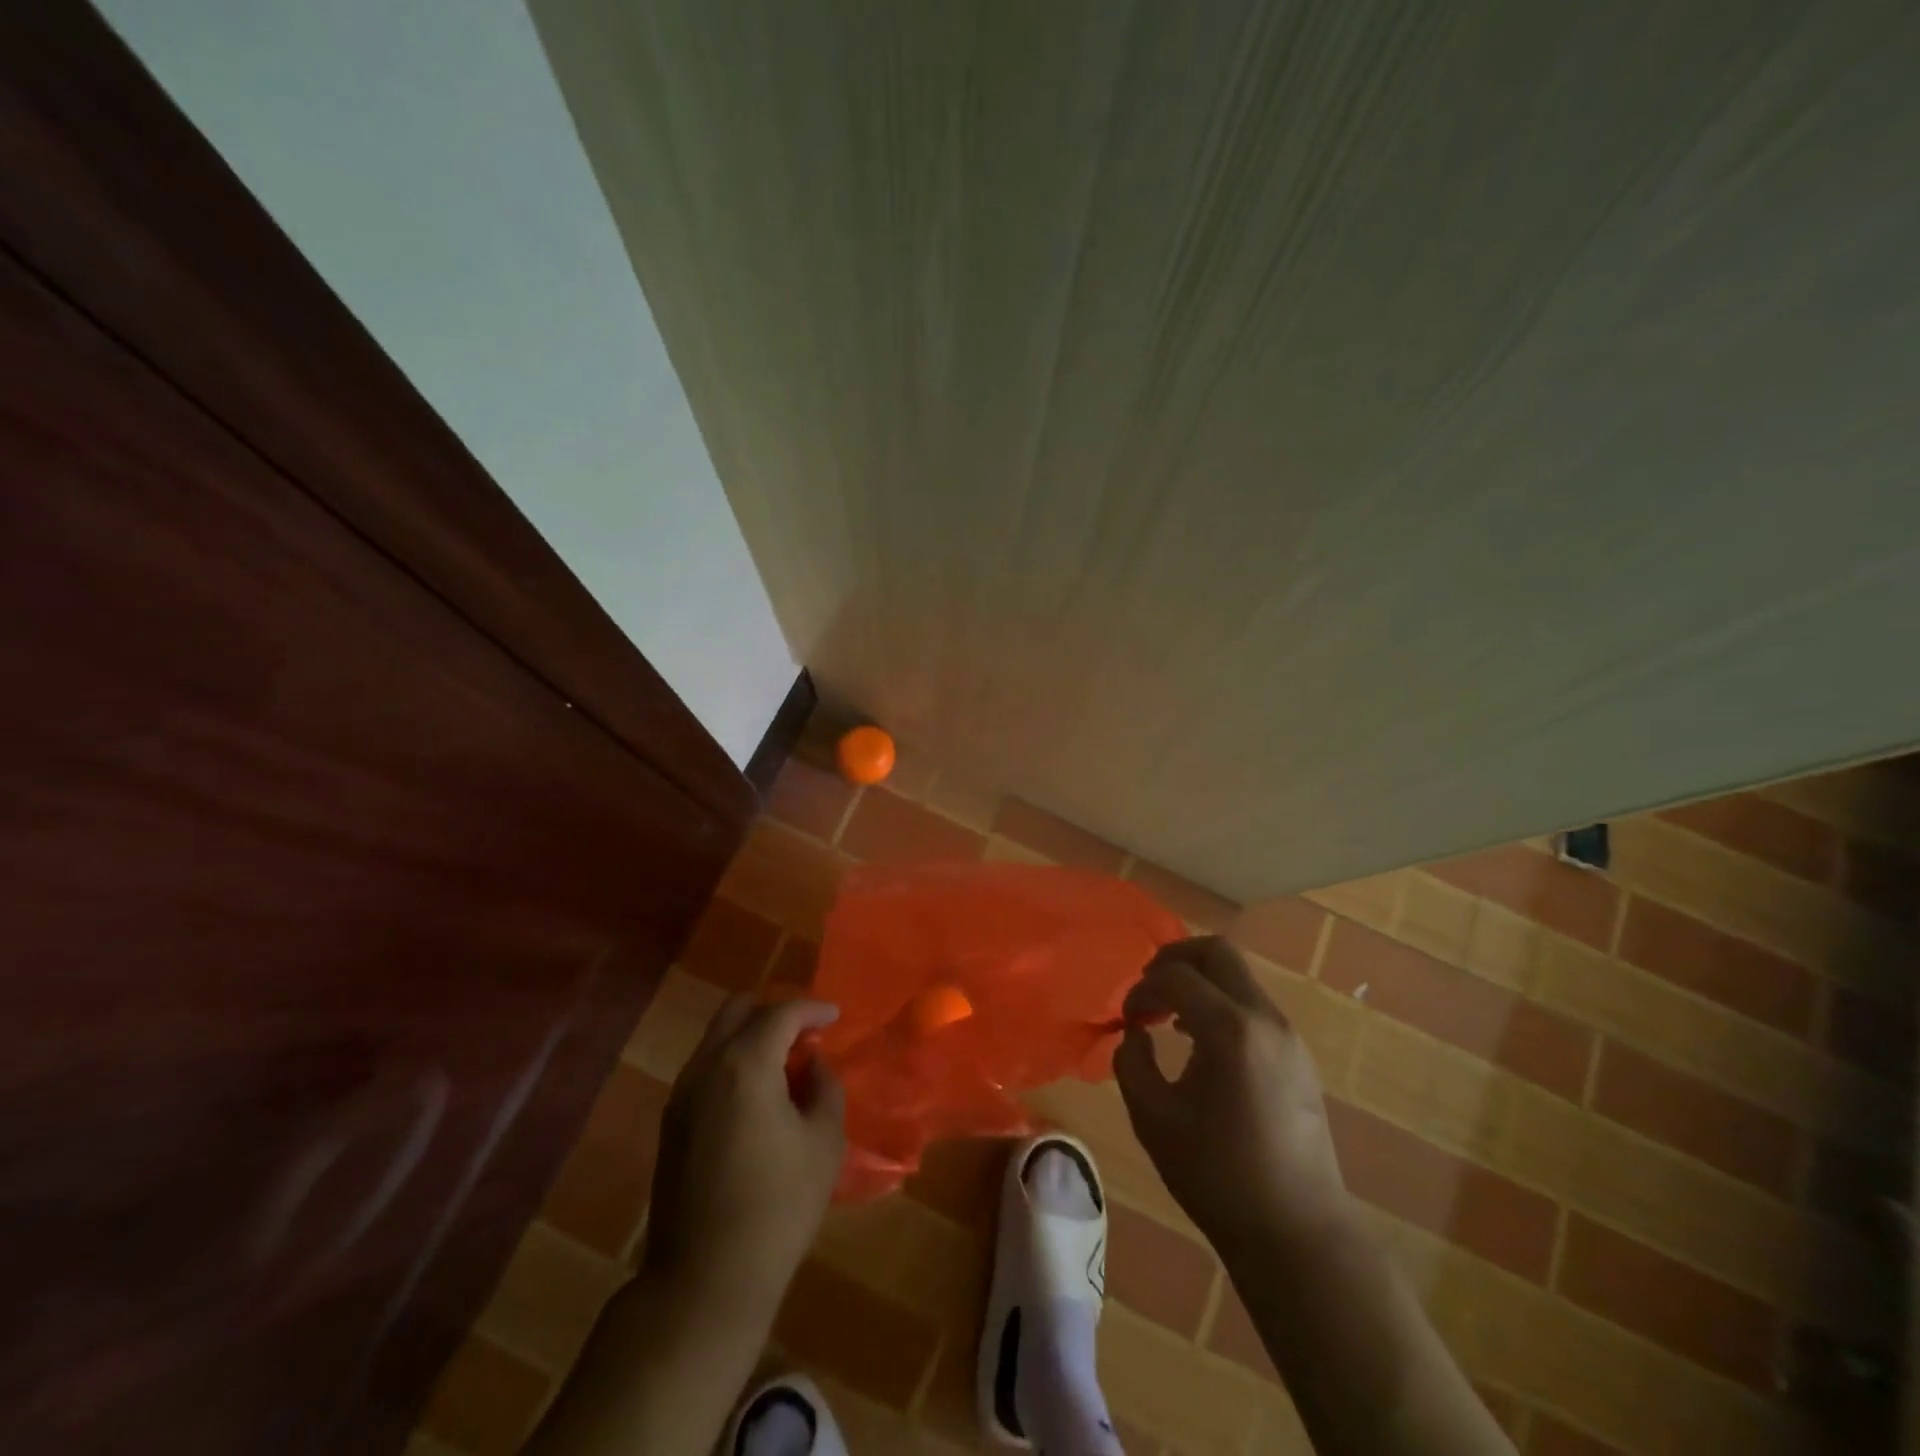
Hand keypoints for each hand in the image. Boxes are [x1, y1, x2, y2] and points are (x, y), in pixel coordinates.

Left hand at [642, 998, 845, 1314]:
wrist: (704, 1280)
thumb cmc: (777, 1206)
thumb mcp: (824, 1142)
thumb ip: (824, 1087)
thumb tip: (812, 1063)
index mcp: (745, 1064)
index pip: (781, 1013)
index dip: (812, 1009)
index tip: (834, 1016)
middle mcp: (706, 1067)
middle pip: (738, 1010)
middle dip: (775, 1013)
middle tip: (805, 1034)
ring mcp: (681, 1094)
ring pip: (716, 1038)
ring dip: (751, 1037)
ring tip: (785, 1064)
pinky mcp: (670, 1123)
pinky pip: (705, 1068)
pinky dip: (733, 1061)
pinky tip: (757, 1094)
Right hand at [1114, 937, 1349, 1262]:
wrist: (1297, 1232)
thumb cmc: (1218, 1177)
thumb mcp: (1154, 1119)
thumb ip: (1132, 1063)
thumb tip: (1136, 1034)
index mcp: (1230, 1030)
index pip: (1175, 975)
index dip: (1141, 989)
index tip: (1127, 1020)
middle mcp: (1265, 1018)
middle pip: (1217, 951)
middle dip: (1174, 959)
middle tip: (1148, 989)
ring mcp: (1288, 1035)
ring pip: (1238, 976)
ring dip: (1199, 982)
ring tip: (1169, 1017)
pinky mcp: (1298, 1055)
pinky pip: (1252, 1004)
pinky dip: (1220, 1004)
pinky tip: (1201, 1043)